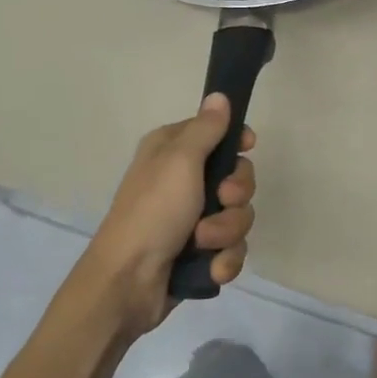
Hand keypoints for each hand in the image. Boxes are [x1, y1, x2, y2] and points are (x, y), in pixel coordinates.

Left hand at [79, 94, 256, 329]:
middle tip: (220, 200)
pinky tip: (211, 268)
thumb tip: (220, 95)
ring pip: (238, 216)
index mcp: (173, 152)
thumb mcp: (179, 160)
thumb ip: (205, 129)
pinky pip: (232, 249)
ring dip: (227, 231)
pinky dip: (224, 259)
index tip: (248, 147)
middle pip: (237, 178)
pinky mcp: (200, 253)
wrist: (128, 282)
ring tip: (203, 243)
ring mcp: (192, 220)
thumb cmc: (153, 211)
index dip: (236, 142)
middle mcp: (183, 181)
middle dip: (236, 195)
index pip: (217, 134)